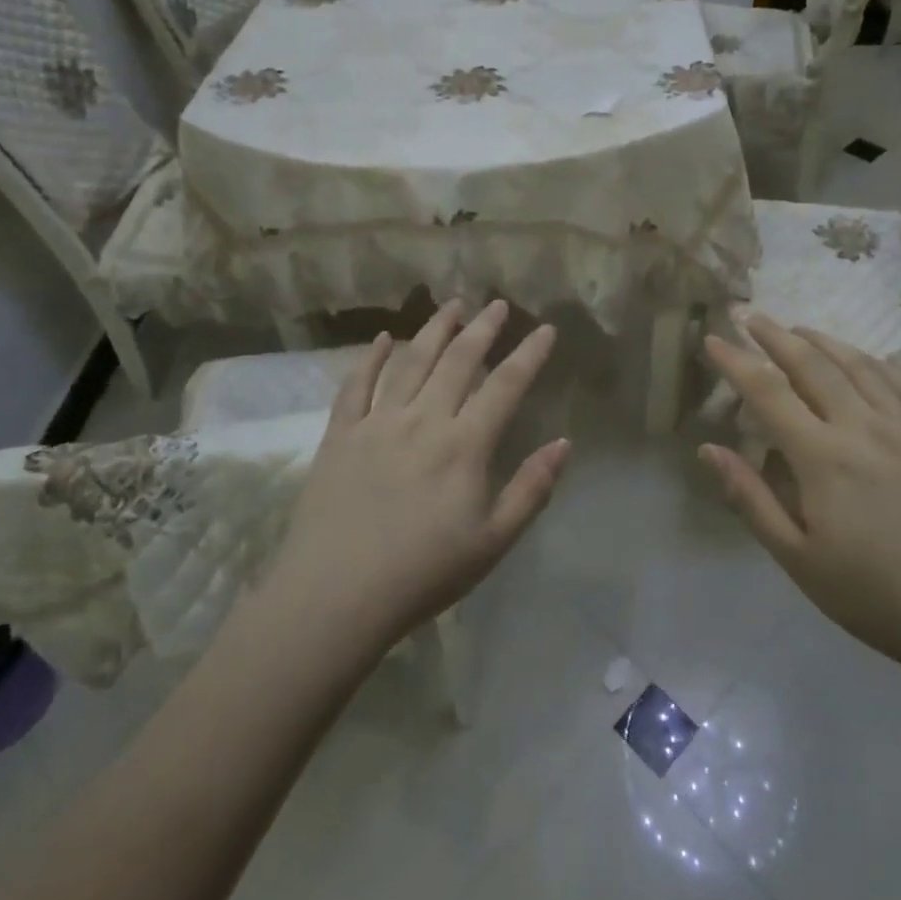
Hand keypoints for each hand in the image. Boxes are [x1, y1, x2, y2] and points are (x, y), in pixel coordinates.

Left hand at [267, 301, 568, 649]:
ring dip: (435, 330)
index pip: (505, 386)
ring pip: (411, 362)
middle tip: (498, 304)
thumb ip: (531, 489)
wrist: (335, 595)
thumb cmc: (423, 574)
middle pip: (458, 361)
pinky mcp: (340, 434)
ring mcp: (378, 422)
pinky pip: (357, 385)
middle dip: (483, 328)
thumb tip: (564, 444)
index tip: (546, 328)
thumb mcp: (493, 542)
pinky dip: (371, 358)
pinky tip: (383, 338)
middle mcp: (423, 420)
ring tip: (452, 305)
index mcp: (464, 445)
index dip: (529, 354)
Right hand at [700, 315, 900, 673]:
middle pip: (811, 363)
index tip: (711, 339)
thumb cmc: (877, 596)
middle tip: (748, 313)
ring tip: (796, 327)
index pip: (767, 392)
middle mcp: (863, 426)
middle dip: (774, 334)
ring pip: (857, 364)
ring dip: (821, 339)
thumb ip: (751, 499)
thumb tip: (709, 449)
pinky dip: (874, 361)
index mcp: (823, 456)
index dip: (735, 361)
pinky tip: (864, 356)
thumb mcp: (798, 559)